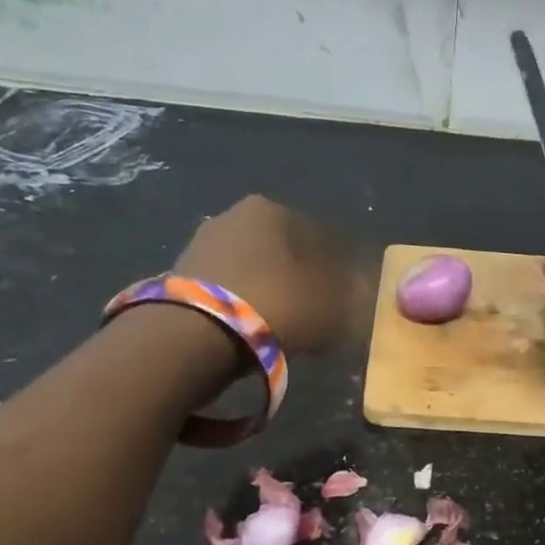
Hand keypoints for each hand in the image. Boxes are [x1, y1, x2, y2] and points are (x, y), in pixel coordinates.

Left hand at [175, 195, 360, 354]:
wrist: (198, 334)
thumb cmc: (278, 304)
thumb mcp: (333, 303)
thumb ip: (353, 294)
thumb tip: (362, 292)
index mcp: (273, 210)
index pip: (322, 238)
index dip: (341, 272)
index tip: (349, 302)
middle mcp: (235, 216)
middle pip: (285, 254)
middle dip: (304, 283)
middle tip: (320, 318)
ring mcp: (204, 245)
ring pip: (257, 273)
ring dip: (275, 296)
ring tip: (290, 331)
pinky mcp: (182, 278)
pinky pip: (232, 293)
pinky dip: (249, 308)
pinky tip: (259, 333)